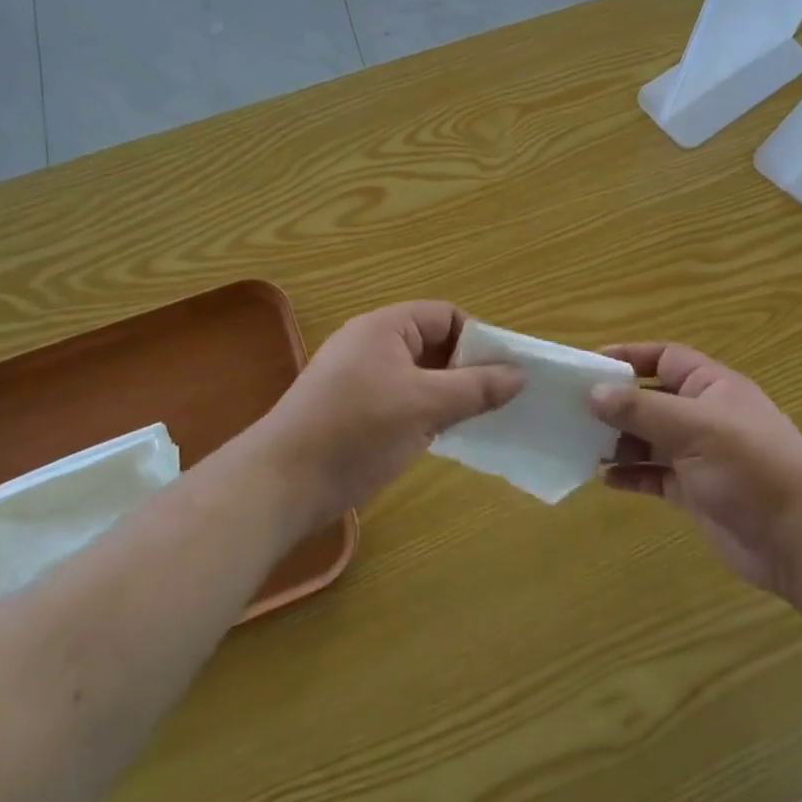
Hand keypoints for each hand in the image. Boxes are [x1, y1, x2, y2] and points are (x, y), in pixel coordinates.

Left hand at [265, 301, 524, 523]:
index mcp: (385, 327)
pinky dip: (425, 413)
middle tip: (496, 401)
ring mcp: (359, 380)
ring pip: (419, 376)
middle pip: (433, 344)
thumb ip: (476, 388)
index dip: (477, 339)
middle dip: (466, 369)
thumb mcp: (426, 406)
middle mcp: (371, 345)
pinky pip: (402, 400)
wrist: (280, 485)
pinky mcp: (353, 412)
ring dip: (448, 395)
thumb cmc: (357, 431)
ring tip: (477, 421)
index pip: (446, 316)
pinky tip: (442, 437)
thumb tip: (521, 374)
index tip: (503, 374)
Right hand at [590, 343, 801, 595]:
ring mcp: (700, 456)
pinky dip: (631, 475)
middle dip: (617, 404)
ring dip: (619, 442)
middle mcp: (705, 416)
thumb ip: (641, 409)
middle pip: (652, 399)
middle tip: (573, 411)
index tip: (589, 365)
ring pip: (650, 439)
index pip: (665, 358)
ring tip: (582, 446)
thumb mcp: (694, 428)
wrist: (800, 541)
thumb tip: (593, 392)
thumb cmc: (750, 467)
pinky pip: (655, 475)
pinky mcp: (696, 493)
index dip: (629, 356)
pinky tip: (605, 479)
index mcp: (713, 387)